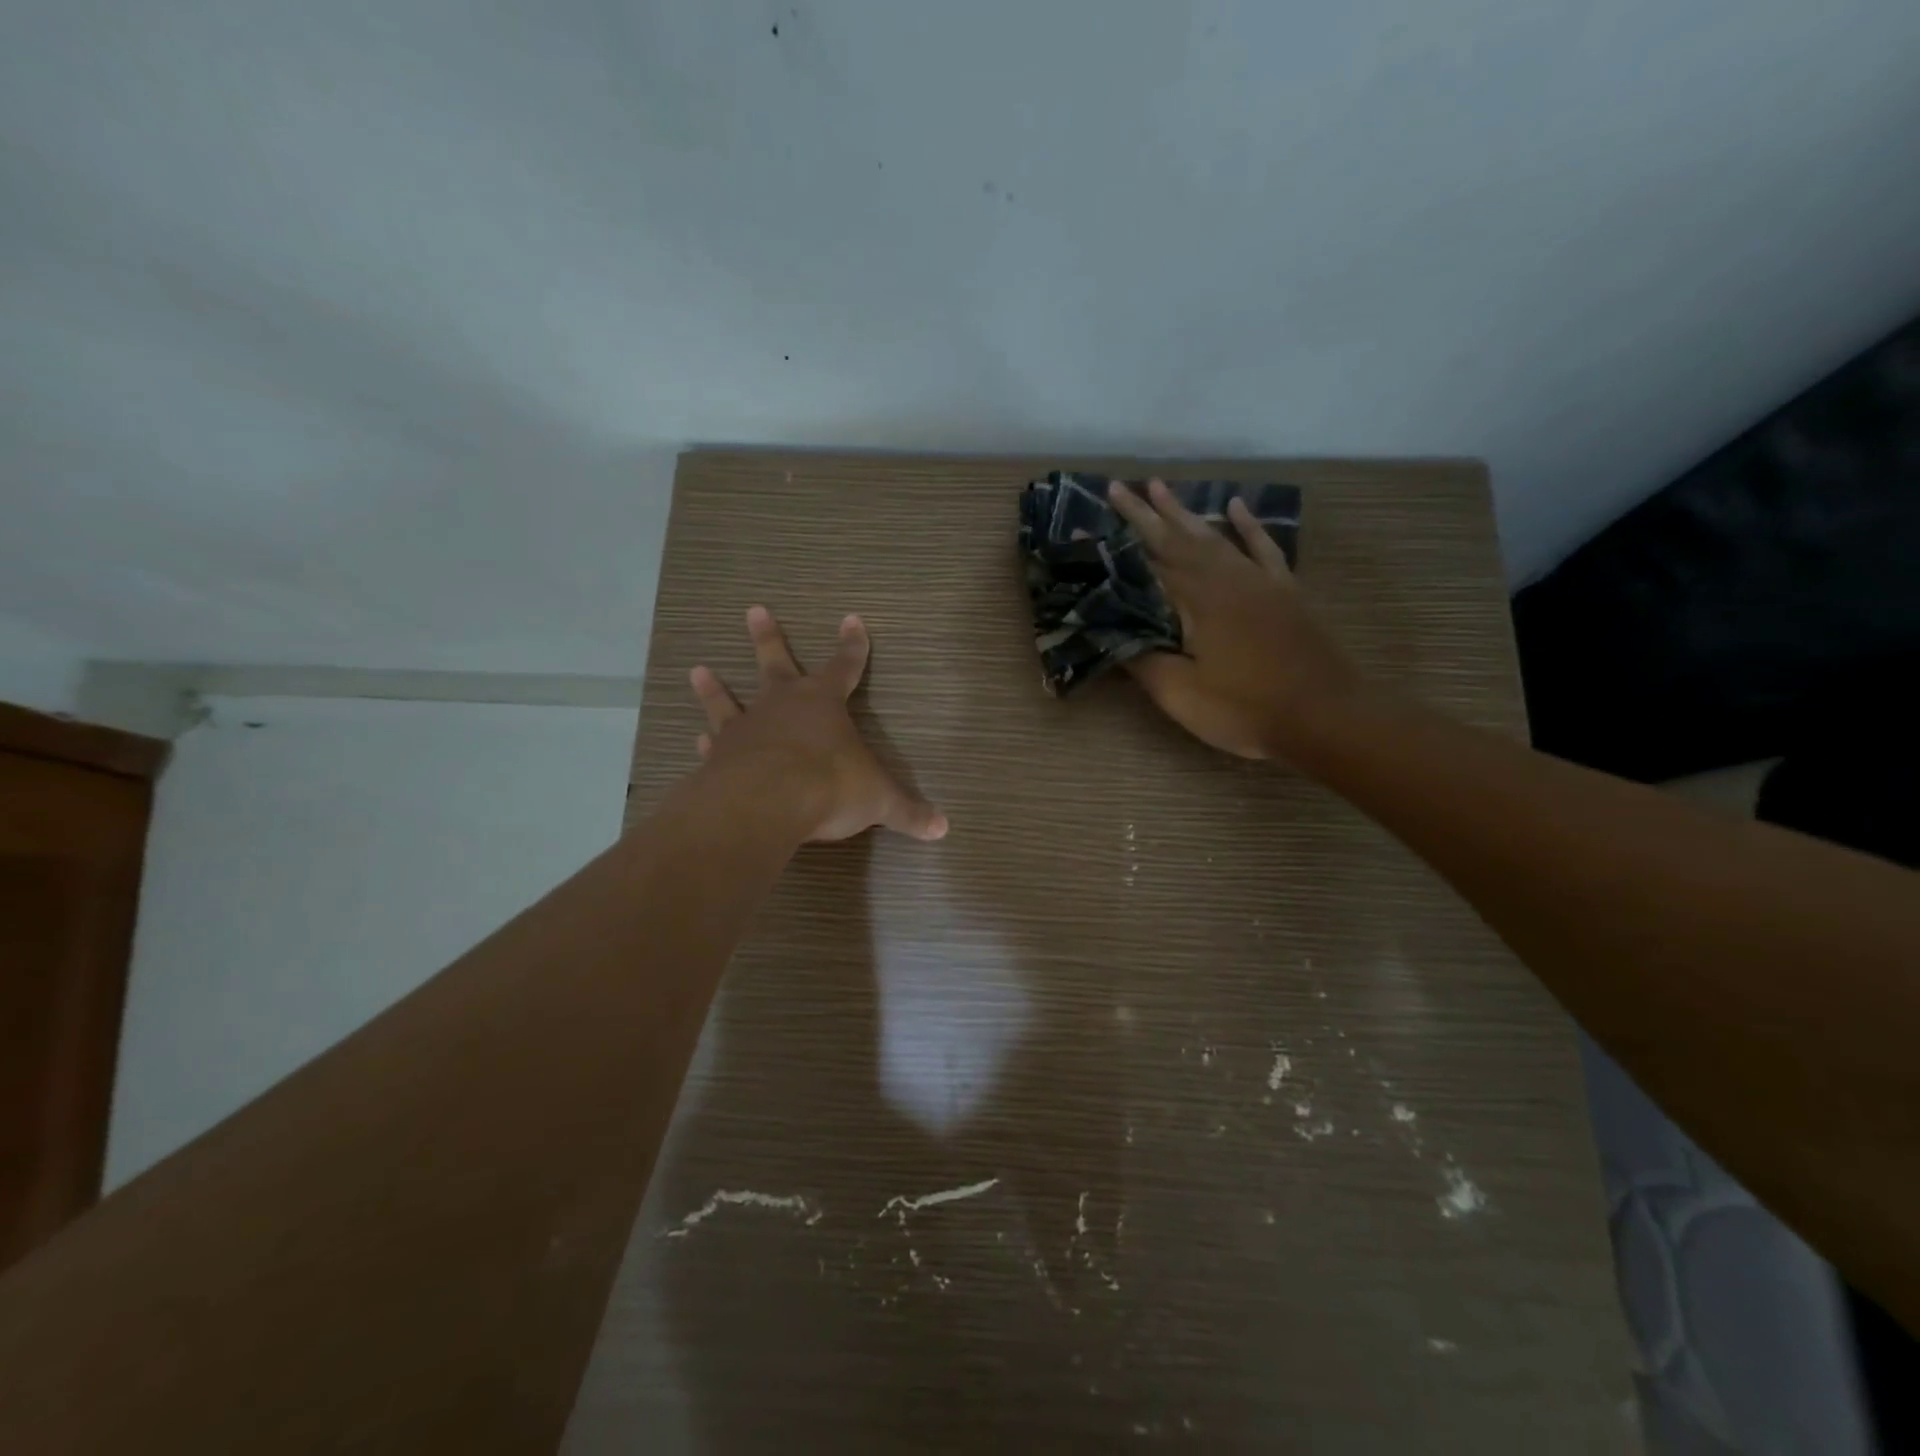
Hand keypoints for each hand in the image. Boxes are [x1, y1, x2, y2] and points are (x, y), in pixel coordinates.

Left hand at [687, 606, 948, 841]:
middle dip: (768, 637)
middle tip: (754, 609)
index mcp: (824, 704)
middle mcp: (782, 705)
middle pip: (776, 662)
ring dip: (714, 687)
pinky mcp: (720, 756)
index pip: (845, 667)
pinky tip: (697, 740)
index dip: (852, 645)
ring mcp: (746, 728)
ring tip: (698, 669)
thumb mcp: (878, 801)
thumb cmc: (830, 786)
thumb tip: (943, 829)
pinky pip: (714, 744)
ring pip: (728, 699)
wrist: (767, 802)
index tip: (851, 619)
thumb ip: (907, 813)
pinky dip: (706, 743)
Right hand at [1108, 479, 1363, 759]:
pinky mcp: (1284, 591)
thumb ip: (1142, 659)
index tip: (1083, 526)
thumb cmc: (1245, 709)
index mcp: (1196, 601)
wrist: (1325, 718)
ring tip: (1158, 486)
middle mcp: (1224, 578)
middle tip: (1116, 487)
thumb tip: (1109, 632)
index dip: (1113, 549)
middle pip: (1176, 539)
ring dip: (1184, 512)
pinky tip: (1236, 506)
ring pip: (1214, 536)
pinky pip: (1263, 547)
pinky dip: (1248, 526)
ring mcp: (1258, 581)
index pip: (1143, 567)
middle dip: (1143, 513)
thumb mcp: (1180, 694)